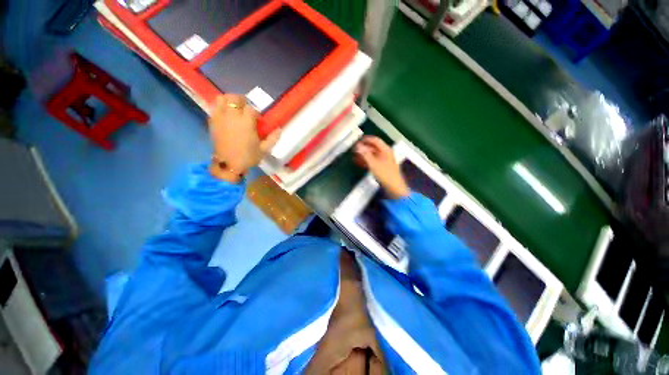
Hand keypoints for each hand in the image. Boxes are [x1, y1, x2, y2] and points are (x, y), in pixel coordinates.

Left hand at [208, 95, 280, 181]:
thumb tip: (279, 129)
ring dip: (229, 101)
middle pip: (234, 98)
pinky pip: (214, 107)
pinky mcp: (213, 122)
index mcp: (246, 122)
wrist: (229, 165)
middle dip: (242, 101)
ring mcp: (220, 118)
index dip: (255, 112)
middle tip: (246, 109)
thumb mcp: (264, 149)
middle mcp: (232, 116)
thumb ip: (272, 138)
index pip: (251, 108)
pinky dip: (220, 107)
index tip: (258, 120)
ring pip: (222, 99)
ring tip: (235, 108)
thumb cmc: (248, 157)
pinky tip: (226, 115)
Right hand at [355, 136, 409, 199]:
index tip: (358, 140)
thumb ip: (365, 154)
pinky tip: (360, 163)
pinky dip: (366, 161)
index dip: (366, 139)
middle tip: (355, 149)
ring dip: (364, 155)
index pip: (375, 140)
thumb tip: (358, 146)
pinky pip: (373, 161)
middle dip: (364, 148)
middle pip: (373, 148)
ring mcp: (384, 161)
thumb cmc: (385, 174)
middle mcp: (385, 154)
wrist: (394, 188)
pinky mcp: (382, 168)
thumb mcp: (374, 164)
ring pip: (372, 155)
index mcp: (386, 150)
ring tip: (355, 156)